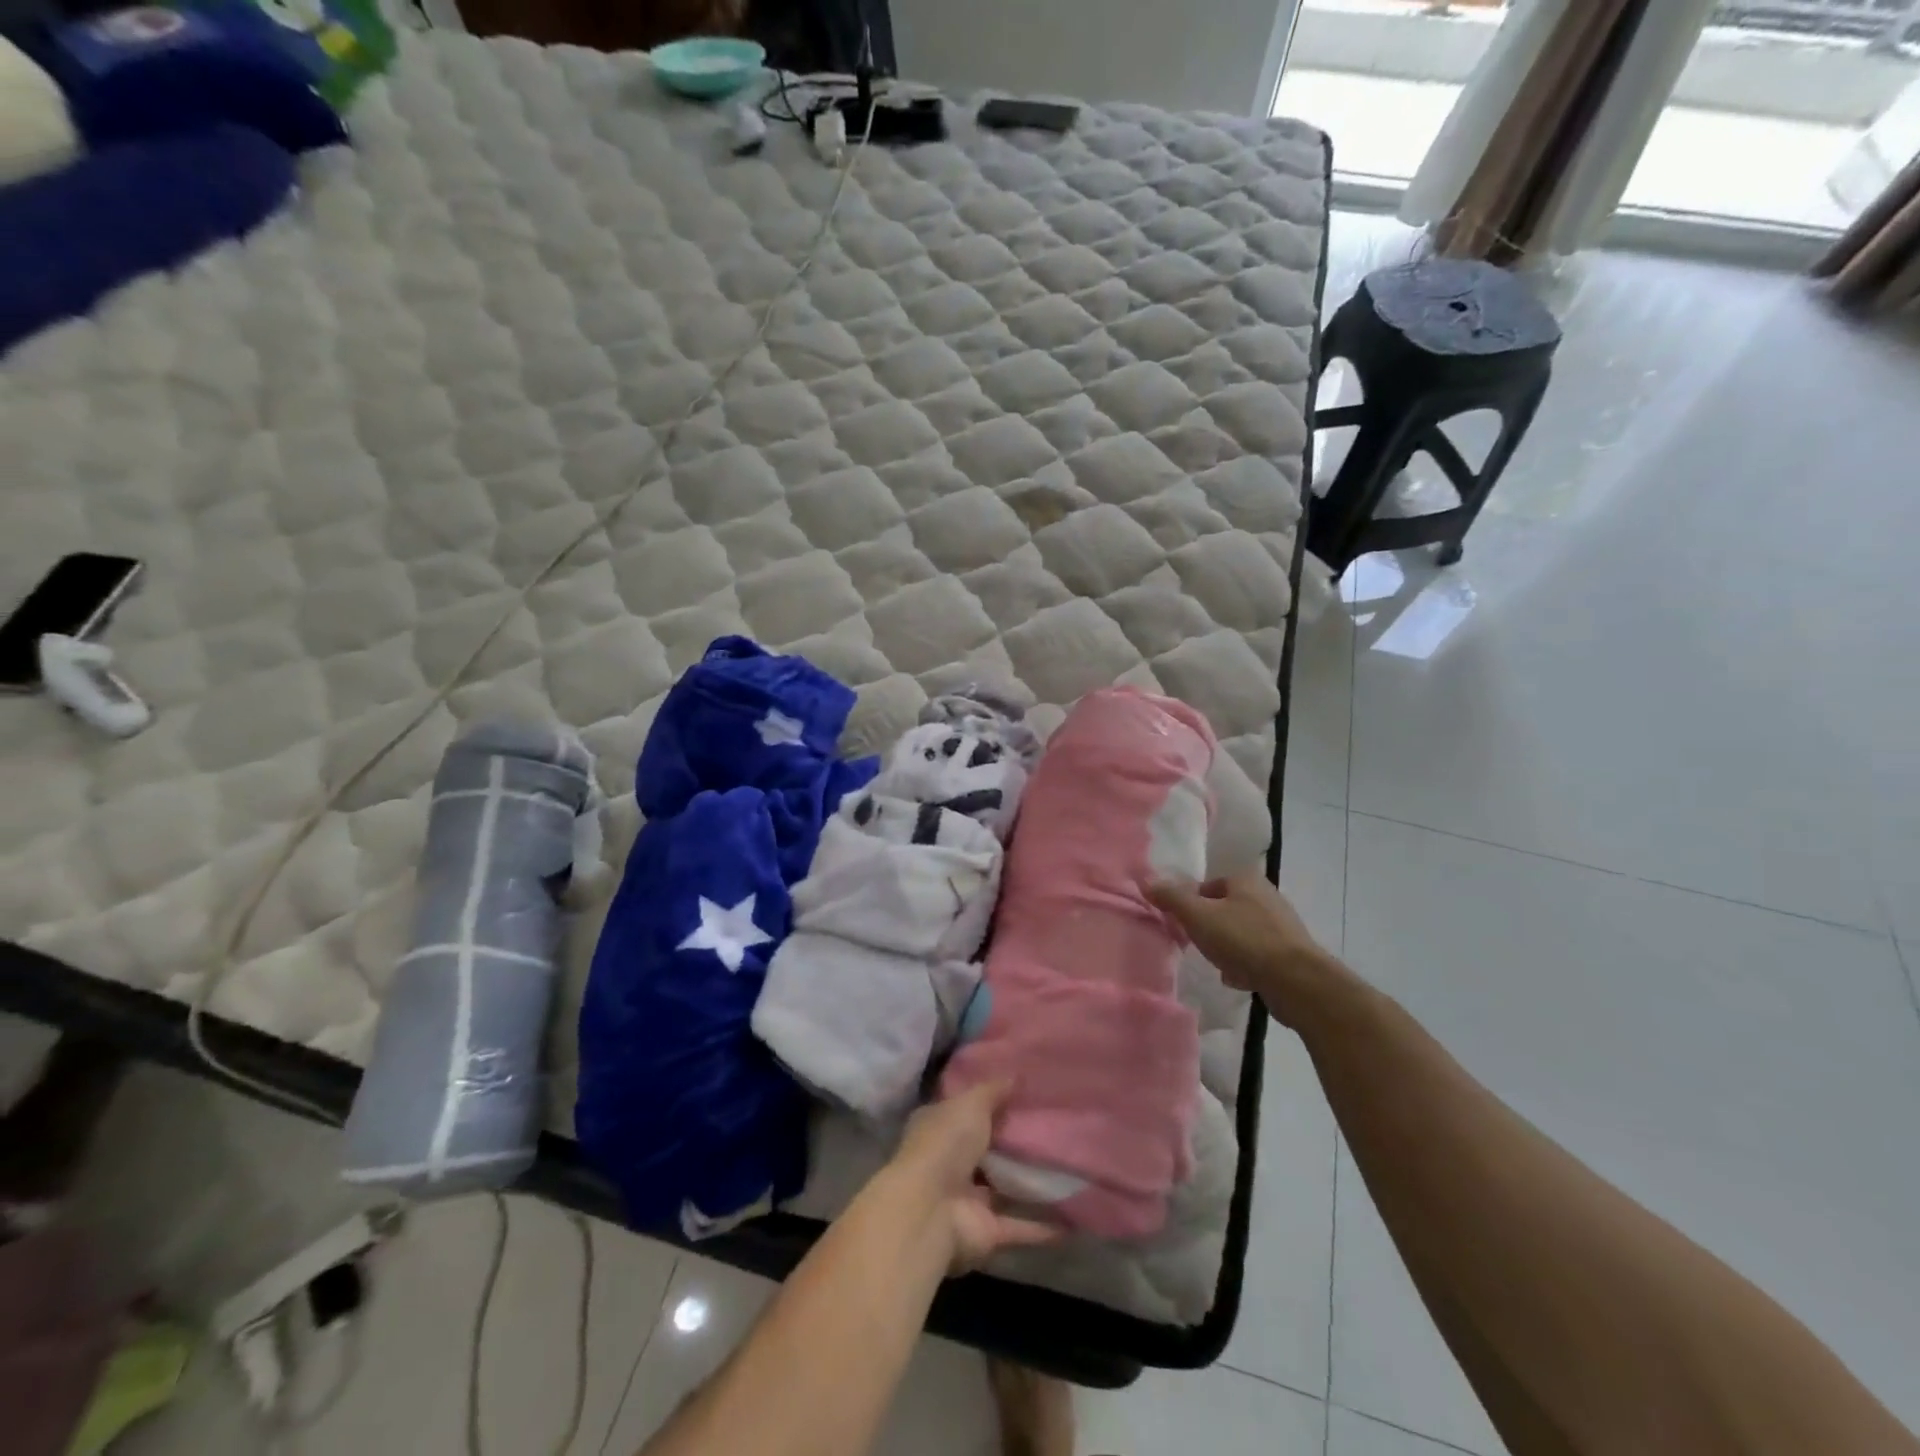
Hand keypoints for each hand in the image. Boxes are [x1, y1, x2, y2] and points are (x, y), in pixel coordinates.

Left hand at [887, 1080, 1059, 1271]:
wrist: (931, 1210)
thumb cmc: (945, 1143)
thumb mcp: (971, 1103)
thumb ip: (993, 1090)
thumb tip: (1015, 1075)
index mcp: (939, 1127)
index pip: (963, 1110)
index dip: (988, 1102)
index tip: (1021, 1094)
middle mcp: (950, 1162)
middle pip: (985, 1150)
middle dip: (1011, 1143)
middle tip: (1053, 1128)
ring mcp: (968, 1199)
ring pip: (1003, 1189)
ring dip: (1029, 1184)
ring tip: (1069, 1170)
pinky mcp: (986, 1231)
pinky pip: (1020, 1226)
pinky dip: (1043, 1226)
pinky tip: (1073, 1218)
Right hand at [1148, 870, 1339, 1025]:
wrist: (1296, 981)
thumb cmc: (1243, 940)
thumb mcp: (1198, 916)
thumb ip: (1171, 898)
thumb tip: (1147, 881)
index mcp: (1246, 880)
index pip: (1207, 886)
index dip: (1191, 904)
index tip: (1183, 925)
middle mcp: (1266, 896)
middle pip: (1224, 909)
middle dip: (1209, 927)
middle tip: (1198, 944)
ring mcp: (1282, 925)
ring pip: (1240, 932)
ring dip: (1226, 948)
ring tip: (1218, 964)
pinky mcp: (1291, 952)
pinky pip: (1257, 954)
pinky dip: (1245, 964)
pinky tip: (1238, 978)